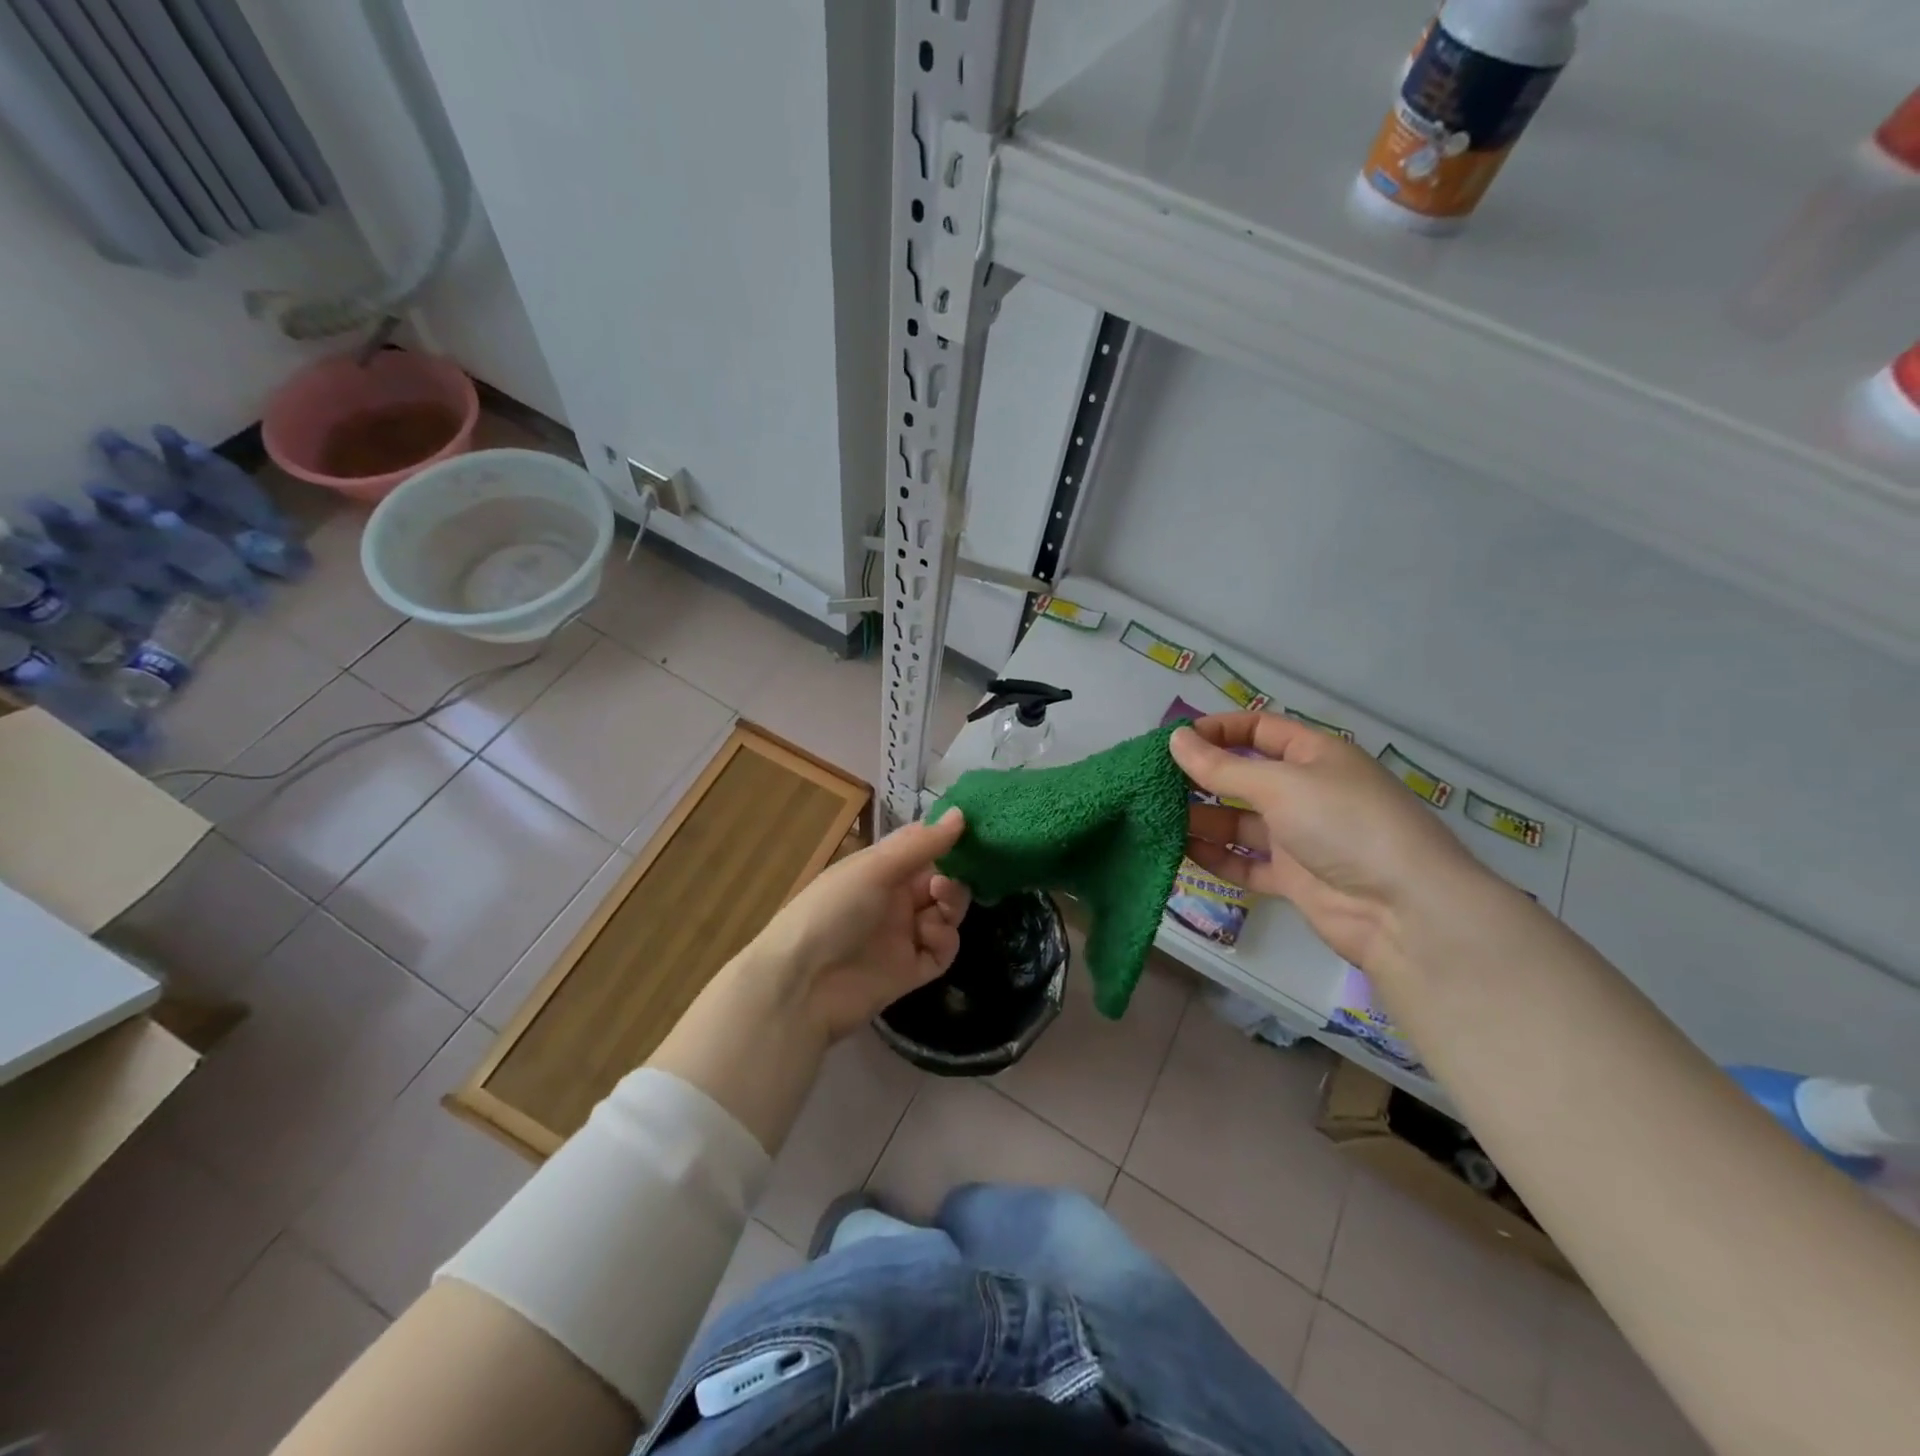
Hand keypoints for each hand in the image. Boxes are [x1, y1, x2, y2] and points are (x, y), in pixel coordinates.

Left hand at [754, 808, 971, 1040]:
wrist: (801, 986)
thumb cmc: (832, 910)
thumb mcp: (875, 869)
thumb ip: (921, 844)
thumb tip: (961, 813)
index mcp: (880, 869)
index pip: (923, 848)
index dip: (947, 841)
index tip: (974, 834)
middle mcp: (894, 899)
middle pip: (940, 881)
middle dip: (952, 878)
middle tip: (944, 884)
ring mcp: (903, 936)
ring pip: (947, 914)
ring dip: (951, 905)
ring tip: (939, 907)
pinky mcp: (912, 971)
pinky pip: (942, 951)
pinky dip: (944, 940)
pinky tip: (929, 936)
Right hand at [1170, 714, 1484, 969]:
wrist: (1403, 910)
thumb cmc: (1343, 824)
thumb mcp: (1280, 785)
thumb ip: (1222, 767)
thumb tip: (1176, 739)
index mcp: (1314, 755)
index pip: (1258, 730)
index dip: (1217, 730)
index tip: (1173, 741)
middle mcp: (1305, 791)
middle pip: (1244, 777)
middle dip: (1202, 777)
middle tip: (1154, 782)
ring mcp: (1299, 837)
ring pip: (1239, 822)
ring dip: (1202, 819)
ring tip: (1157, 817)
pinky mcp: (1293, 878)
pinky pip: (1245, 862)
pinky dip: (1216, 857)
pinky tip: (1180, 852)